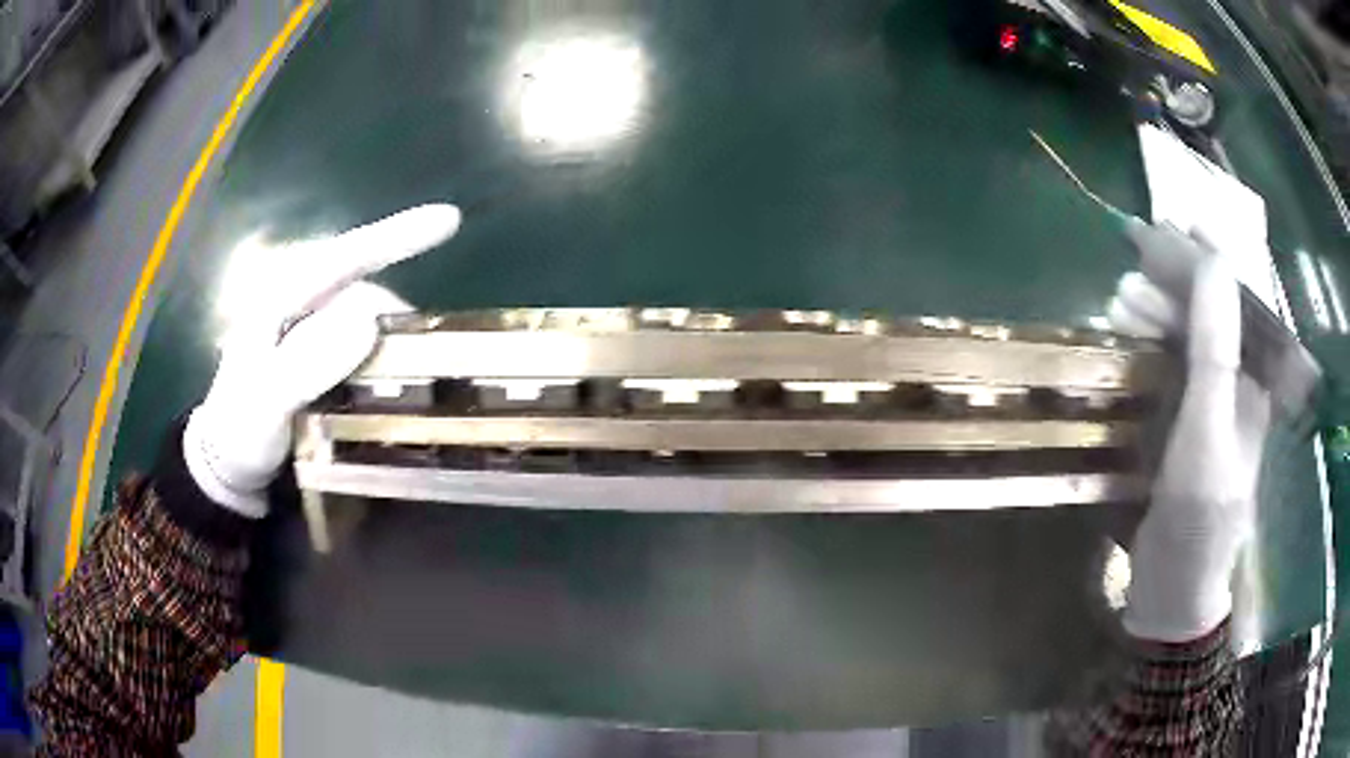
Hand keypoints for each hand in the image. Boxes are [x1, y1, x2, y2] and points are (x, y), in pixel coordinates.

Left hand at [184, 204, 460, 516]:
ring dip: (397, 348)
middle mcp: (302, 307)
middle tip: (430, 364)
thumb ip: (306, 365)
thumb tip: (368, 320)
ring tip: (415, 386)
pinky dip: (387, 367)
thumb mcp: (264, 402)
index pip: (341, 258)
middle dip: (400, 319)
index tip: (449, 219)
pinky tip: (395, 392)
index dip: (395, 236)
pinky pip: (365, 351)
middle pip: (365, 293)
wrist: (230, 467)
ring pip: (370, 324)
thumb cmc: (239, 433)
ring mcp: (314, 335)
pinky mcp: (323, 361)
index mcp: (281, 299)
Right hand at [1108, 224, 1270, 641]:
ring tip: (1118, 303)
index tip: (1171, 224)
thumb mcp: (1208, 434)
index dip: (1209, 258)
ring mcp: (1209, 404)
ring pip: (1185, 336)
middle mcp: (1237, 384)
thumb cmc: (1198, 520)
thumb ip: (1214, 350)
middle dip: (1174, 282)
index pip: (1238, 300)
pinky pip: (1167, 365)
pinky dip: (1145, 345)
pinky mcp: (1181, 424)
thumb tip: (1211, 262)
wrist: (1173, 591)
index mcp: (1256, 383)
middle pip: (1209, 312)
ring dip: (1155, 311)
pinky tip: (1123, 338)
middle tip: (1132, 261)